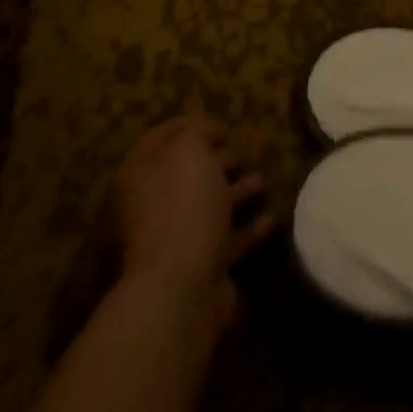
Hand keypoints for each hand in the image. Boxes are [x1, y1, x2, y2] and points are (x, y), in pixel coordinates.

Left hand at [114, 105, 275, 327]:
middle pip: (185, 175)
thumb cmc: (183, 205)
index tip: (221, 124)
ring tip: (263, 180)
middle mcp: (151, 206)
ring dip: (236, 193)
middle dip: (215, 161)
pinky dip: (249, 228)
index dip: (189, 125)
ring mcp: (174, 240)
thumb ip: (196, 130)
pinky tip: (273, 217)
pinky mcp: (201, 269)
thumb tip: (201, 127)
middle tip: (242, 152)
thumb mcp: (190, 150)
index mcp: (139, 175)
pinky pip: (228, 240)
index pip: (160, 138)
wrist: (181, 288)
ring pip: (208, 208)